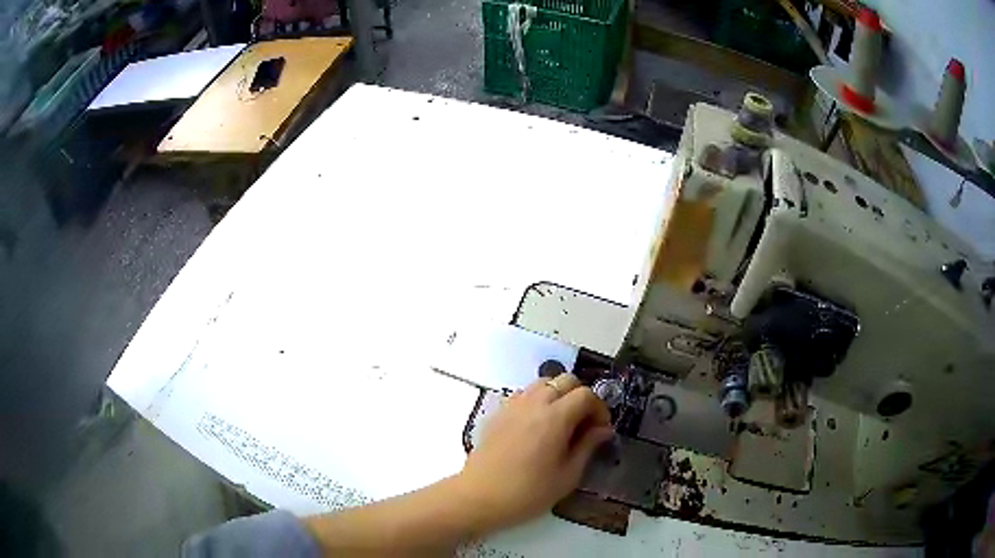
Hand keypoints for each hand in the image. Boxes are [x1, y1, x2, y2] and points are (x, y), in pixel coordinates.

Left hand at [455, 373, 613, 531]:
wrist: (479, 497)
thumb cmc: (528, 492)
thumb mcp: (567, 475)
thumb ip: (588, 446)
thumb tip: (603, 429)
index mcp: (555, 417)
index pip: (585, 394)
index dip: (599, 408)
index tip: (601, 429)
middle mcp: (534, 403)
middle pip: (565, 380)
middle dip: (581, 397)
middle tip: (584, 423)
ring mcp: (512, 405)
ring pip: (543, 384)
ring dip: (558, 396)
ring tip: (561, 424)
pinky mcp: (498, 413)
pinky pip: (523, 395)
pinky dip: (537, 401)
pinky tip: (536, 428)